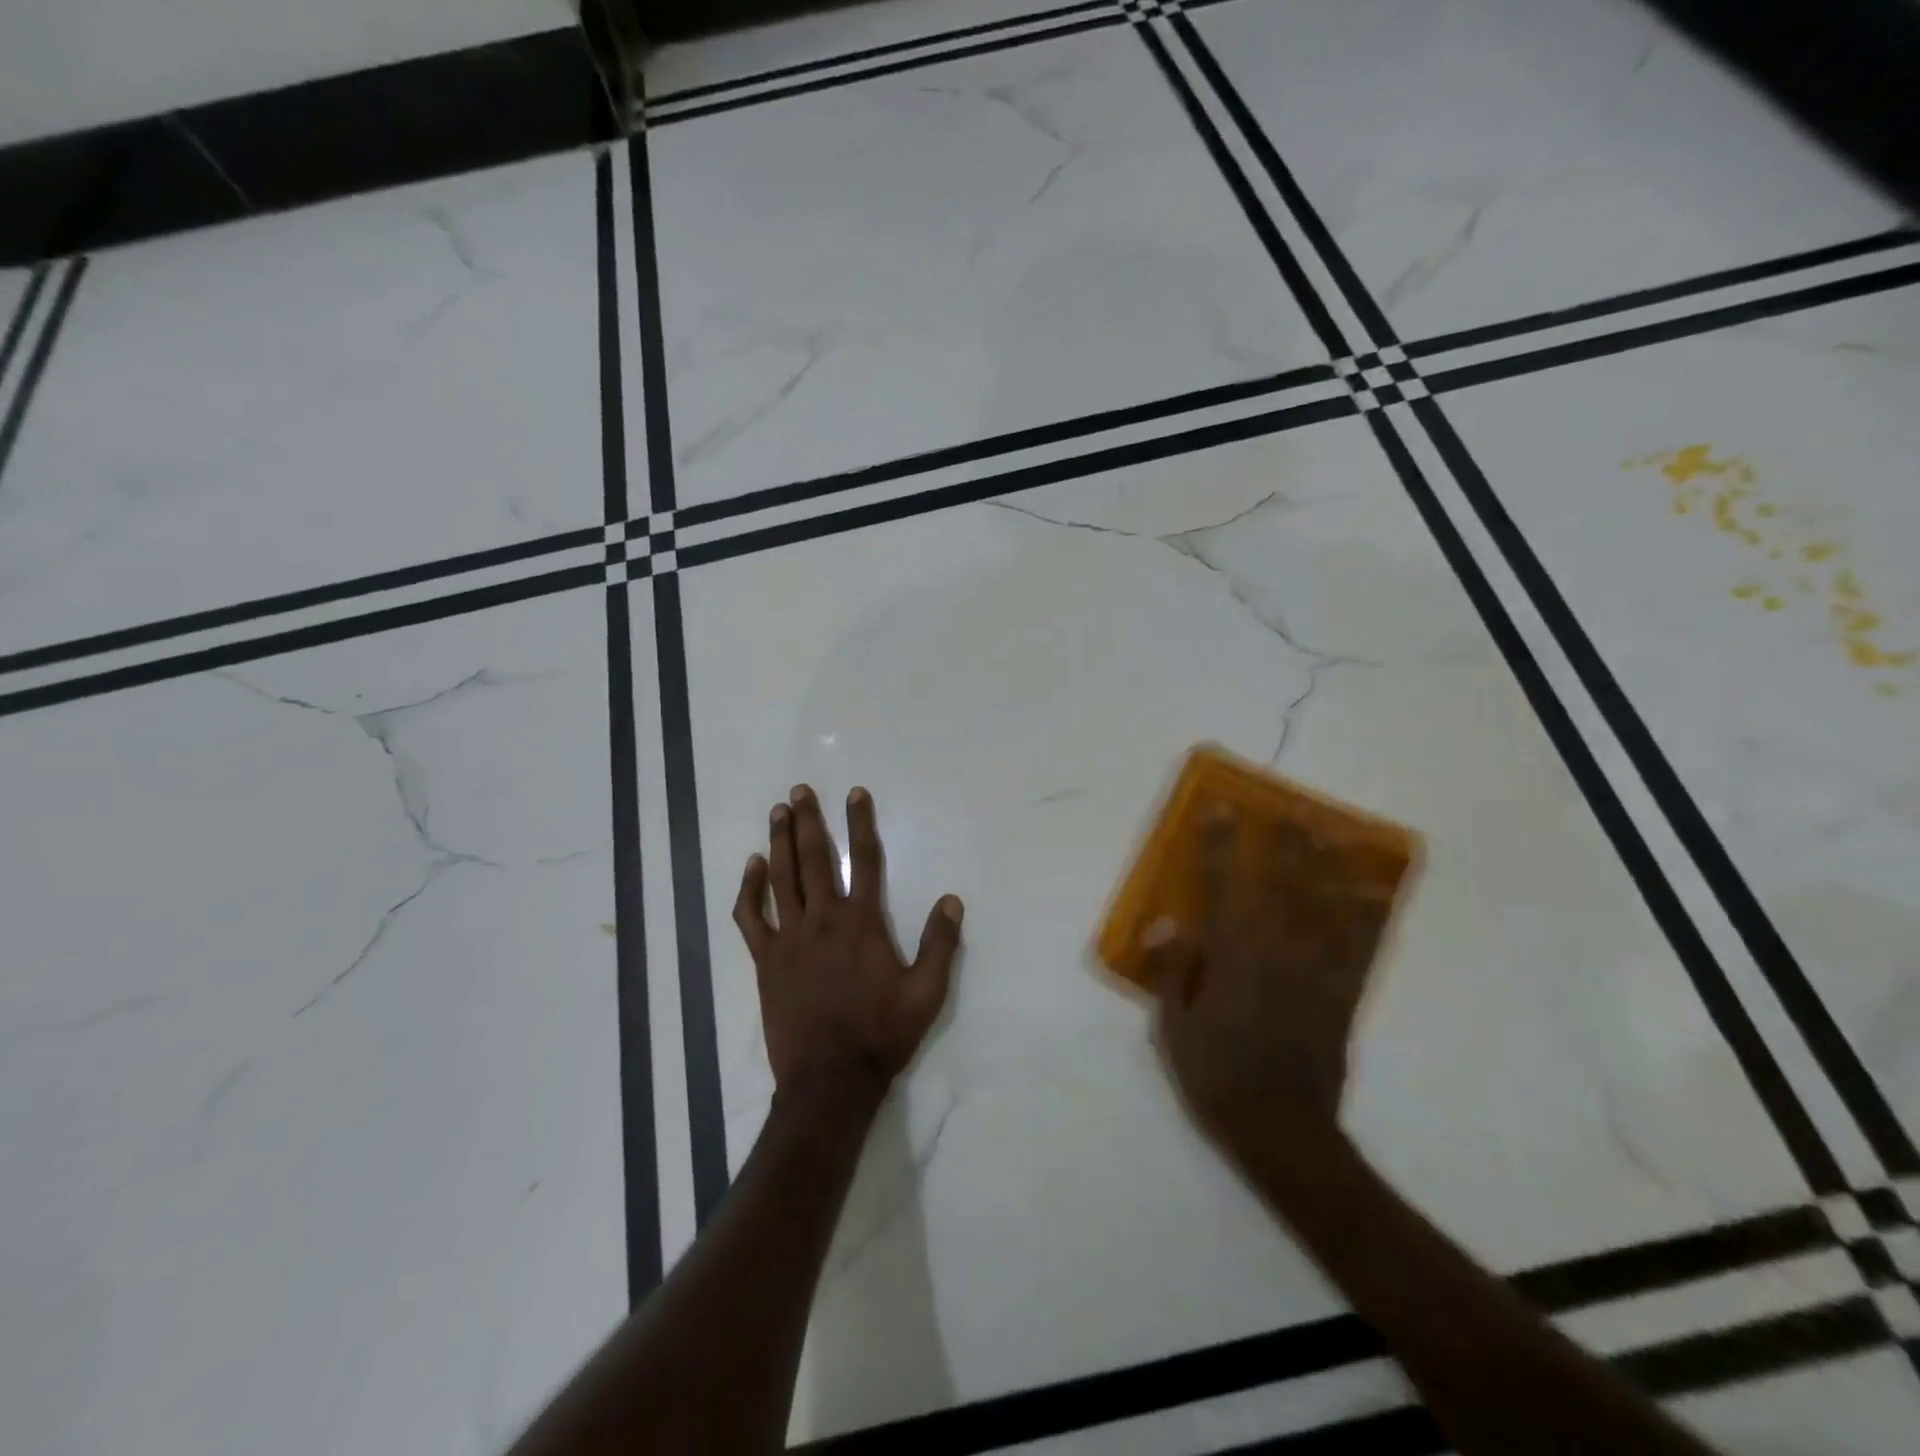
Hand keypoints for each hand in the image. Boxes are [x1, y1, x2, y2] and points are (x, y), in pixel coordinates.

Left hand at [734, 784, 963, 1099]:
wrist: (830, 1079)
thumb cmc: (882, 1033)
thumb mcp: (927, 993)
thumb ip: (940, 944)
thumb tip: (951, 899)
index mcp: (863, 923)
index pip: (863, 860)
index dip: (861, 823)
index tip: (855, 794)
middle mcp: (824, 920)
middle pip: (814, 858)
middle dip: (809, 821)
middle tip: (800, 790)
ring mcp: (790, 938)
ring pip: (781, 878)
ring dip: (779, 841)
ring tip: (778, 811)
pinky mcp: (766, 959)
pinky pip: (751, 916)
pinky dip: (748, 889)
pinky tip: (752, 867)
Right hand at [1145, 809, 1387, 1168]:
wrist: (1283, 1131)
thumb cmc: (1215, 1076)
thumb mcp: (1172, 1028)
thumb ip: (1171, 970)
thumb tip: (1164, 920)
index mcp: (1231, 958)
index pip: (1222, 887)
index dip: (1220, 845)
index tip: (1221, 809)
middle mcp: (1276, 953)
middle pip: (1282, 886)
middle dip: (1285, 843)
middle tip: (1291, 809)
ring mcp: (1316, 972)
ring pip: (1325, 907)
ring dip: (1329, 866)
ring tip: (1335, 834)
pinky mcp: (1342, 995)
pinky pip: (1359, 946)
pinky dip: (1368, 915)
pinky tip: (1375, 892)